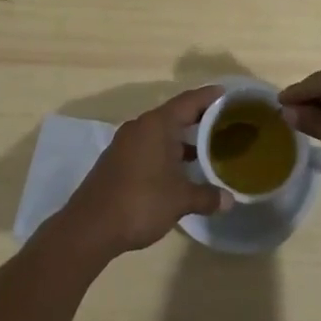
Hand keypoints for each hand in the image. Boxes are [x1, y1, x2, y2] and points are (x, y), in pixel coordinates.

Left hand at [58, 86, 228, 260]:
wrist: (90, 226)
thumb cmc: (140, 202)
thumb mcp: (180, 200)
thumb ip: (206, 196)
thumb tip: (230, 200)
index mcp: (158, 124)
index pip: (189, 101)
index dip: (210, 97)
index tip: (228, 94)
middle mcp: (141, 126)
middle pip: (175, 114)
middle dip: (199, 118)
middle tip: (224, 121)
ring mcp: (126, 142)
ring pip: (161, 131)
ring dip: (181, 137)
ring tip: (206, 146)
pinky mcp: (118, 159)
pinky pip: (149, 145)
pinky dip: (167, 150)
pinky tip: (179, 168)